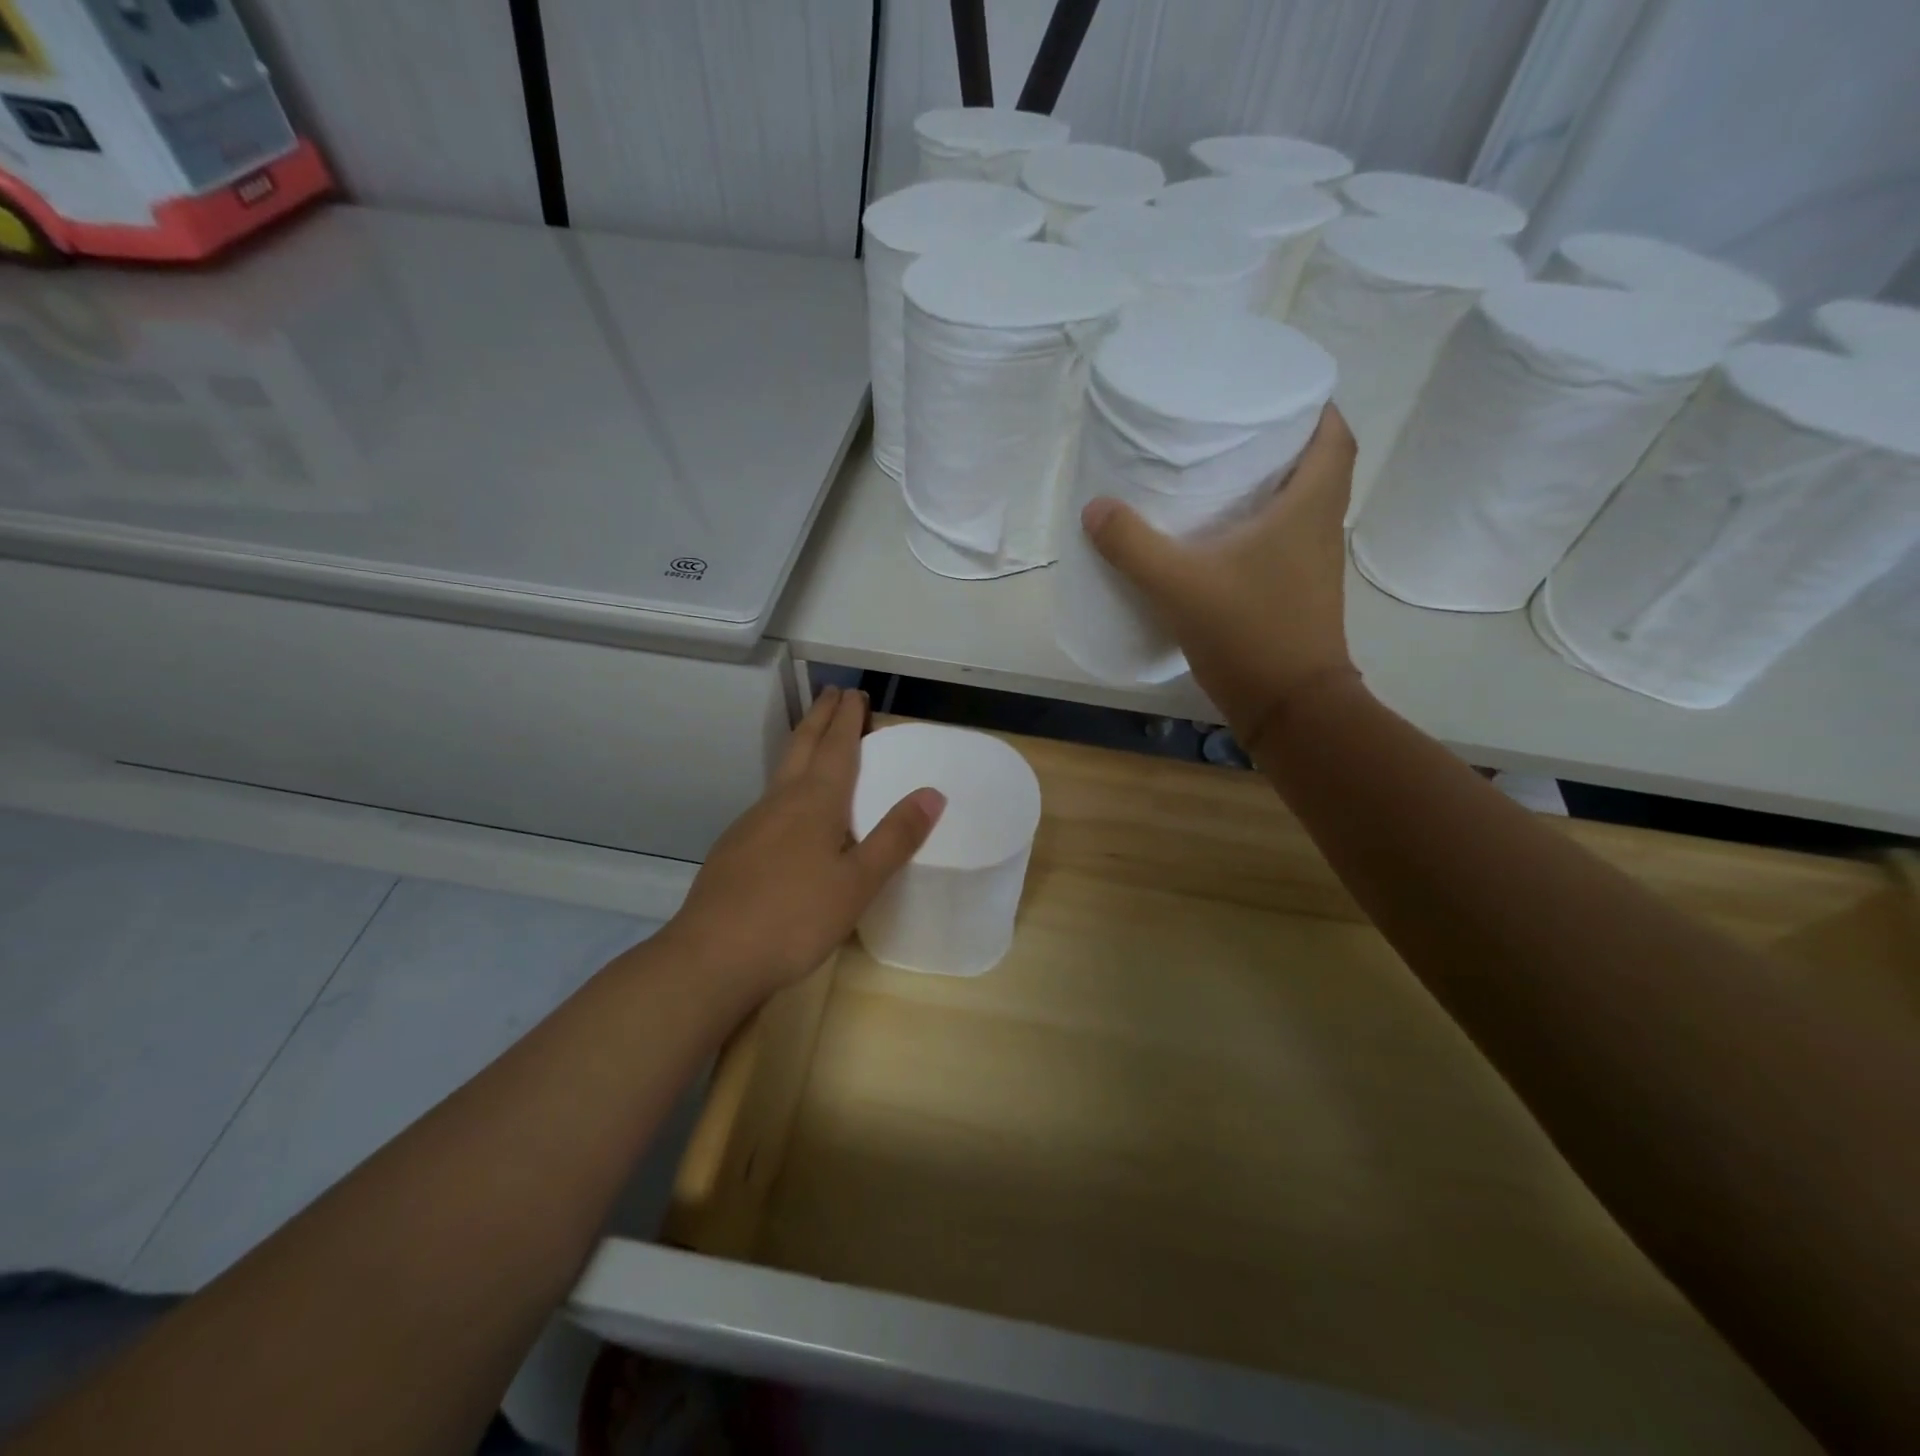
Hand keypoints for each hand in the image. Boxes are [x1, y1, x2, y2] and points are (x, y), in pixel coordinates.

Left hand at [660, 687, 944, 1002]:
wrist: (712, 956)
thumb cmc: (795, 917)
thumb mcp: (858, 882)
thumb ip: (895, 837)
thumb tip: (933, 793)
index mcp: (815, 802)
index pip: (836, 747)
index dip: (847, 718)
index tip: (855, 692)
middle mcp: (780, 802)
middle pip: (802, 746)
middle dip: (820, 717)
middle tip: (832, 693)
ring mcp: (751, 824)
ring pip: (782, 772)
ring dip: (802, 746)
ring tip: (816, 741)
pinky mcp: (735, 849)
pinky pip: (769, 801)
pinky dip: (787, 784)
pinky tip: (788, 810)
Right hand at [1080, 405, 1360, 752]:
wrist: (1289, 709)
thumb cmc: (1248, 633)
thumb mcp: (1179, 585)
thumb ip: (1133, 545)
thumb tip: (1095, 508)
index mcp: (1309, 509)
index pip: (1334, 437)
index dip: (1314, 408)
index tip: (1276, 394)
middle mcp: (1321, 530)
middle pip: (1319, 468)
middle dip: (1285, 443)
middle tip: (1235, 431)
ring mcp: (1314, 566)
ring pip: (1303, 508)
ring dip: (1274, 487)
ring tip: (1222, 476)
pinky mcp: (1298, 595)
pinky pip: (1285, 543)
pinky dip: (1262, 528)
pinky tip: (1220, 540)